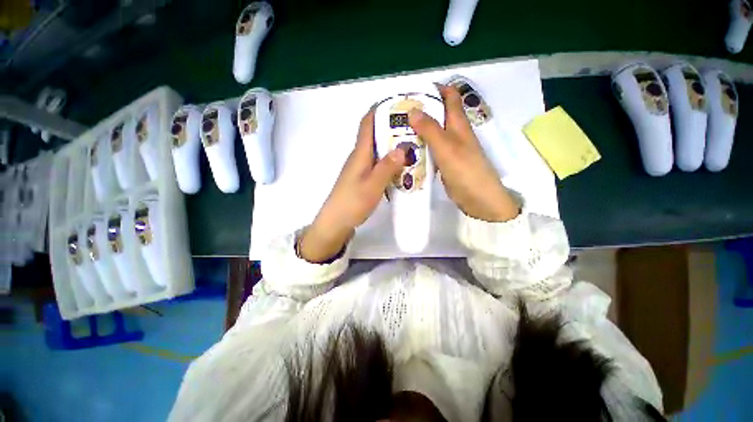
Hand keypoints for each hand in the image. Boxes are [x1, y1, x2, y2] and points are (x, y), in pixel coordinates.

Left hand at [298, 108, 405, 262]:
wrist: (336, 222)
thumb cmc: (352, 203)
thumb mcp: (373, 185)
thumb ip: (387, 167)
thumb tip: (402, 148)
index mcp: (360, 154)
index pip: (367, 124)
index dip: (379, 110)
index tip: (397, 103)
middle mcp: (359, 157)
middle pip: (375, 136)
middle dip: (392, 129)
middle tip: (414, 129)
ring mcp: (360, 169)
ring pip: (378, 151)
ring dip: (392, 147)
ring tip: (413, 147)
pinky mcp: (363, 179)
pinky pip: (378, 164)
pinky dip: (390, 162)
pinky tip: (402, 169)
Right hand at [407, 85, 519, 221]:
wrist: (477, 198)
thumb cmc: (465, 169)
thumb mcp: (446, 147)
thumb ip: (430, 129)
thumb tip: (413, 110)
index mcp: (458, 123)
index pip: (450, 96)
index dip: (435, 89)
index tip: (414, 91)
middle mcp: (454, 133)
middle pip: (438, 115)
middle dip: (420, 111)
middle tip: (398, 114)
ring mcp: (449, 149)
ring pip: (432, 134)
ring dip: (418, 131)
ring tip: (397, 131)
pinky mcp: (444, 162)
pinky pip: (430, 150)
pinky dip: (420, 147)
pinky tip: (407, 151)